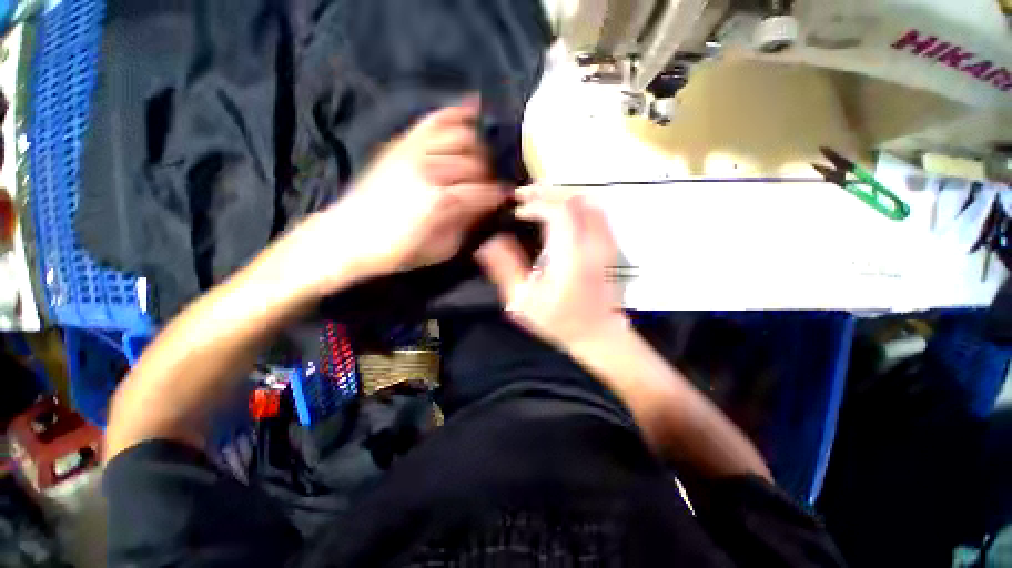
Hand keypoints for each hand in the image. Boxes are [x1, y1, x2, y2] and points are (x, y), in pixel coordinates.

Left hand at [295, 98, 506, 291]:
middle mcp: (430, 170)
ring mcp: (414, 152)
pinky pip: (434, 120)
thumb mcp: (441, 249)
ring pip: (461, 137)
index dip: (499, 195)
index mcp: (441, 202)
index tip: (506, 198)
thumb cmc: (397, 251)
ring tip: (480, 159)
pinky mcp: (401, 144)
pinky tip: (472, 109)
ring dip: (478, 148)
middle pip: (476, 163)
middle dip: (489, 175)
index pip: (483, 191)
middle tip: (490, 185)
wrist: (348, 237)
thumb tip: (483, 207)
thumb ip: (466, 225)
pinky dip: (456, 113)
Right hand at [475, 188, 628, 349]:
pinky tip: (559, 210)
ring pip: (586, 201)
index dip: (535, 203)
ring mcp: (606, 243)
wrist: (597, 334)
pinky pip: (595, 211)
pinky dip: (574, 203)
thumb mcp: (523, 301)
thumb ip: (505, 268)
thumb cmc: (558, 321)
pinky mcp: (609, 245)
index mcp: (571, 257)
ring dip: (559, 194)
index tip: (516, 211)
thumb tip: (489, 241)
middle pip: (573, 199)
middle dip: (545, 192)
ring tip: (537, 199)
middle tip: (522, 196)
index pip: (558, 212)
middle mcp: (592, 244)